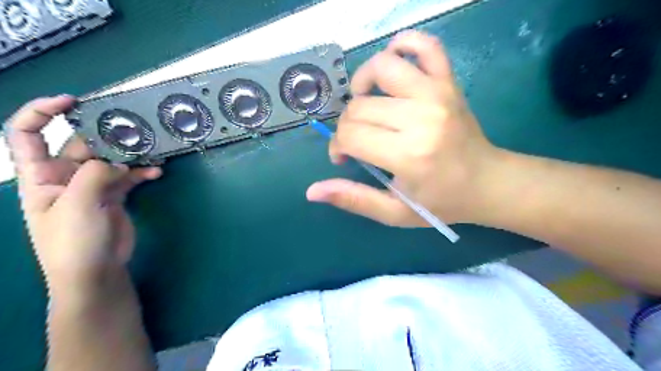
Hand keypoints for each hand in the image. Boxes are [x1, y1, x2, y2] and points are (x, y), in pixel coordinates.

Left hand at [6, 96, 160, 292]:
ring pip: (111, 160)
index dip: (42, 112)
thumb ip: (95, 175)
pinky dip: (142, 173)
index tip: (71, 101)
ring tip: (150, 149)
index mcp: (40, 175)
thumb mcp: (76, 205)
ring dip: (130, 154)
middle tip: (132, 129)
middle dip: (104, 135)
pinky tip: (156, 172)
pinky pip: (129, 177)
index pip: (27, 134)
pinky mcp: (114, 196)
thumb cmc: (72, 241)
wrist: (95, 271)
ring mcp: (92, 186)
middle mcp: (65, 176)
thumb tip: (119, 162)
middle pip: (82, 145)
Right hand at [307, 30, 503, 224]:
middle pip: (360, 106)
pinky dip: (403, 45)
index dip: (338, 146)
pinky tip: (393, 66)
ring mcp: (437, 93)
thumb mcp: (394, 212)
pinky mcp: (449, 82)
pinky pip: (425, 45)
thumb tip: (312, 191)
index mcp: (408, 155)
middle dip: (347, 125)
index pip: (351, 135)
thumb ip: (353, 199)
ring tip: (367, 103)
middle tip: (357, 141)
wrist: (487, 182)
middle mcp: (421, 117)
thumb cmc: (440, 201)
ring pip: (381, 67)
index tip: (345, 157)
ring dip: (362, 83)